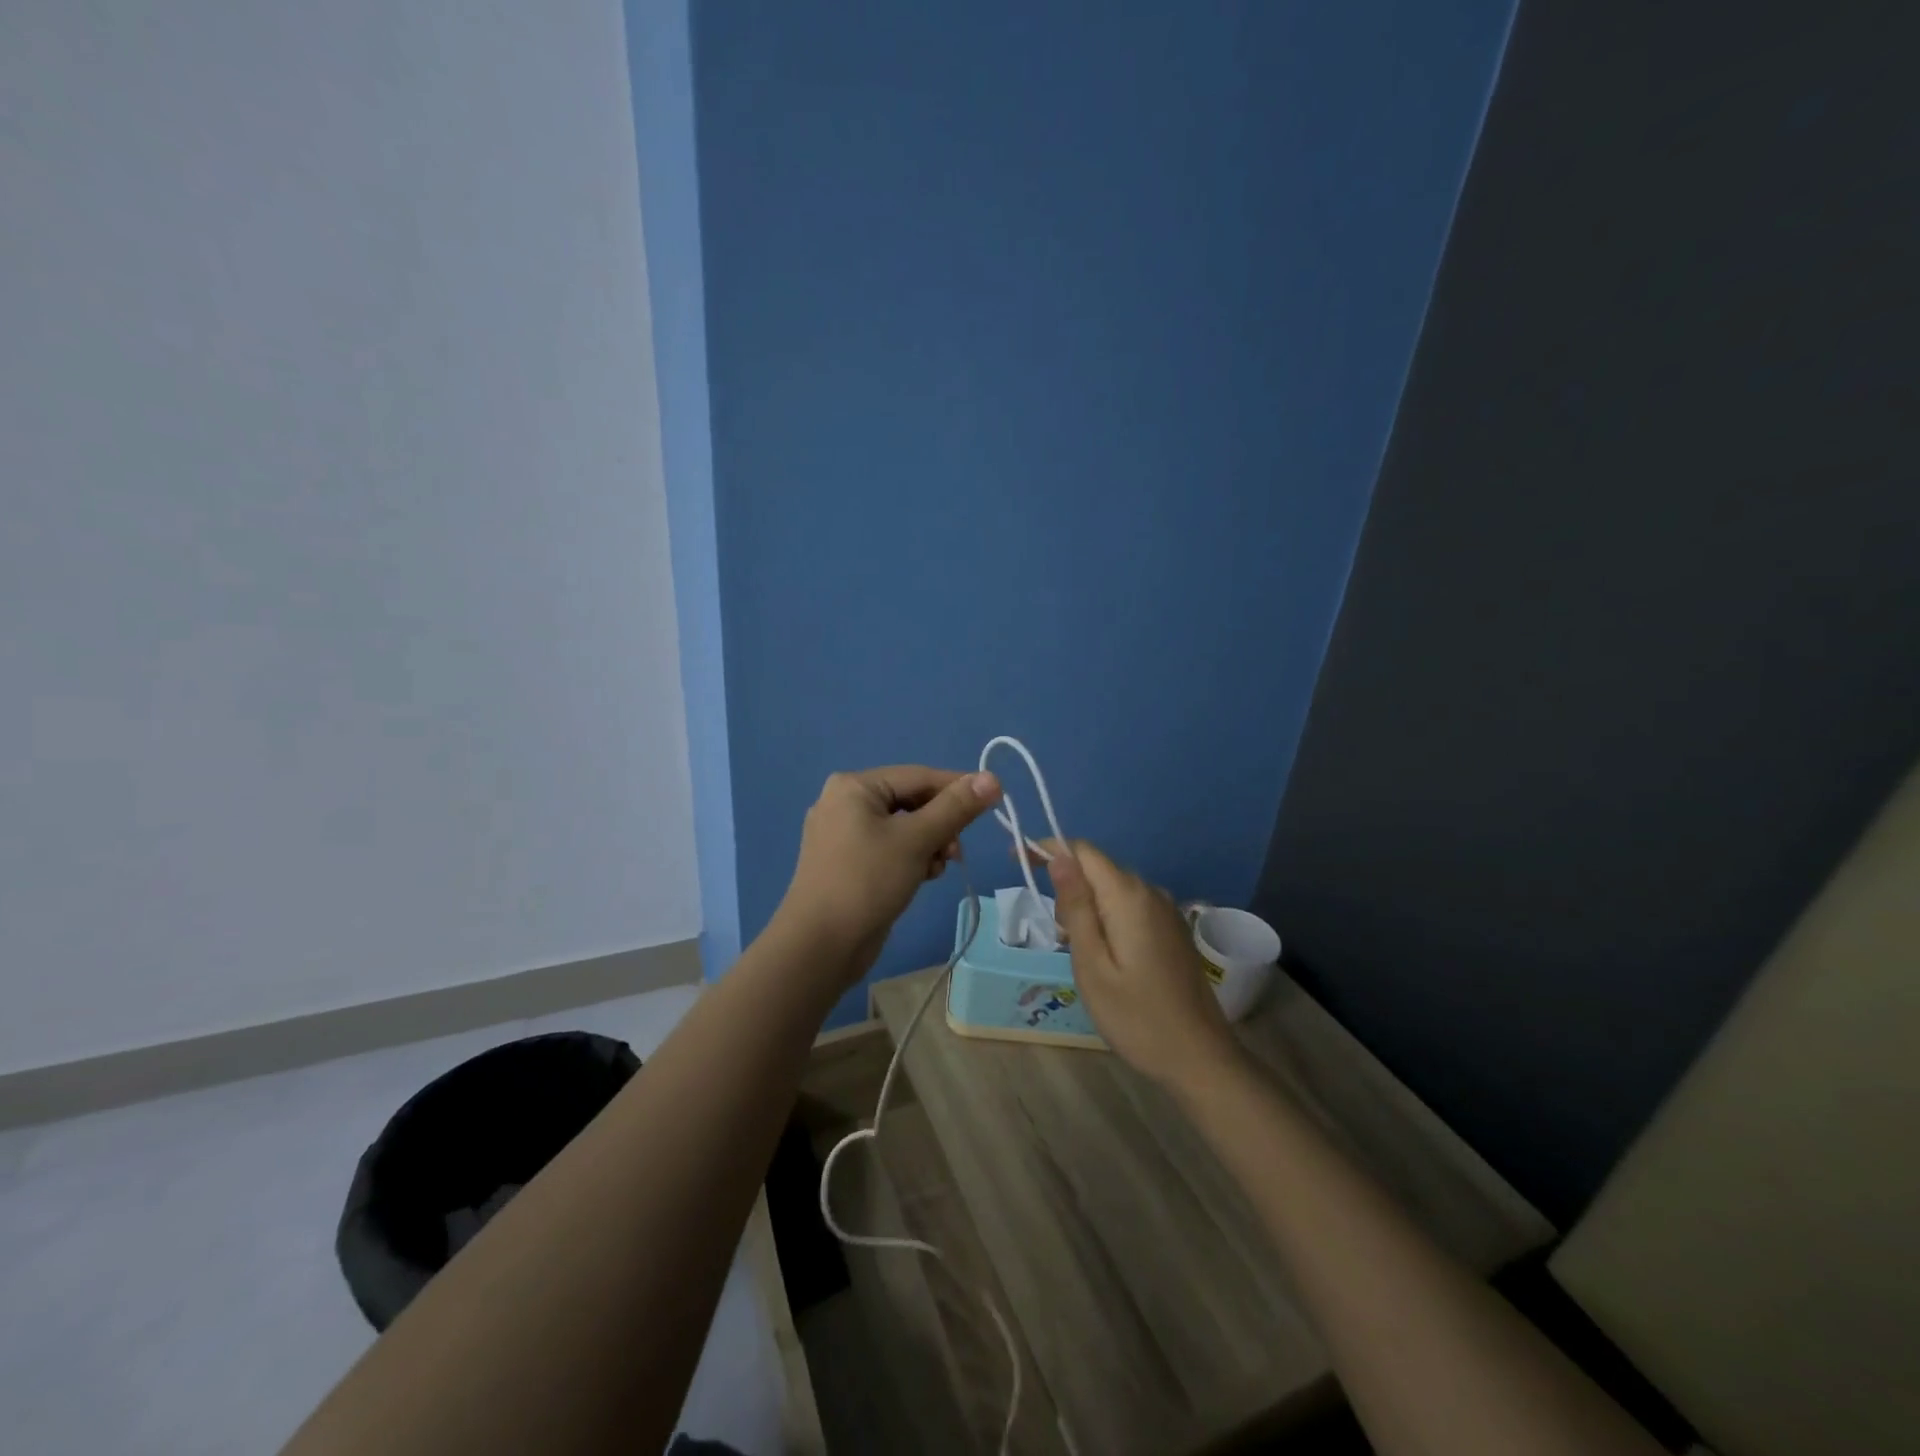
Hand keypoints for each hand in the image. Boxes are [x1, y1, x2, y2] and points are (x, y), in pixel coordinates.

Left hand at [775, 765, 1002, 989]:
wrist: (819, 946)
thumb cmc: (867, 881)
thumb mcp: (917, 840)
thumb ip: (956, 807)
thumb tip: (992, 777)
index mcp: (854, 786)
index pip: (919, 776)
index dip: (958, 788)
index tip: (993, 802)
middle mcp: (845, 802)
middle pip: (912, 801)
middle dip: (940, 825)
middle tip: (956, 852)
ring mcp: (844, 834)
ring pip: (904, 827)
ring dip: (929, 844)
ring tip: (937, 869)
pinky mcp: (849, 862)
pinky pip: (891, 848)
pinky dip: (911, 858)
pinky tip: (922, 878)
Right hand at [1037, 840, 1239, 1088]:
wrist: (1200, 1059)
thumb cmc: (1136, 1017)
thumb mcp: (1091, 965)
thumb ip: (1075, 907)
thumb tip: (1059, 857)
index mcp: (1129, 896)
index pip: (1082, 851)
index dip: (1047, 849)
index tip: (1017, 862)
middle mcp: (1150, 891)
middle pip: (1097, 868)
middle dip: (1067, 887)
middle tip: (1058, 937)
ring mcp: (1166, 910)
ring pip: (1112, 888)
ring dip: (1087, 906)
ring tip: (1079, 953)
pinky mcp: (1172, 928)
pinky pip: (1130, 906)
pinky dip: (1107, 917)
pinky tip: (1105, 956)